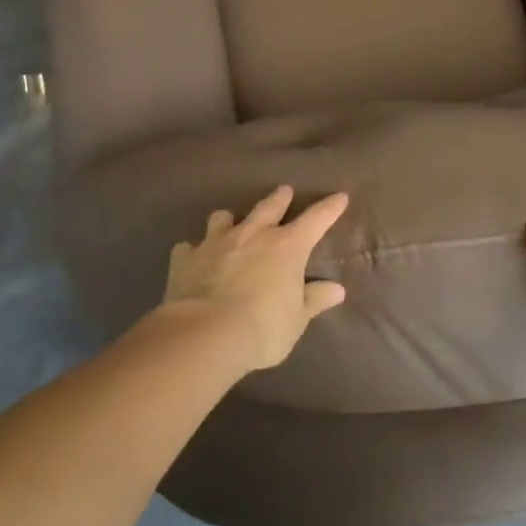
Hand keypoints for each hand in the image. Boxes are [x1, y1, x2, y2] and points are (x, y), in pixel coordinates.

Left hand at [161, 186, 349, 371]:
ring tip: (230, 223)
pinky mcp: (186, 258)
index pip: (315, 219)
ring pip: (223, 217)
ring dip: (229, 220)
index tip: (340, 196)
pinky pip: (189, 247)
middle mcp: (253, 234)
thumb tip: (337, 289)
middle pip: (269, 207)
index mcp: (287, 246)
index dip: (329, 208)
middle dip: (279, 198)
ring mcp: (216, 242)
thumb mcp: (297, 319)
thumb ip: (314, 300)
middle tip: (284, 191)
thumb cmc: (262, 328)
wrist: (205, 334)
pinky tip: (193, 259)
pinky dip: (193, 251)